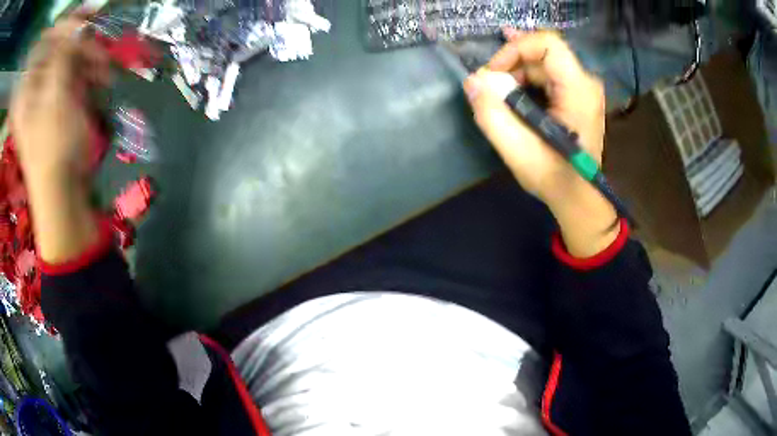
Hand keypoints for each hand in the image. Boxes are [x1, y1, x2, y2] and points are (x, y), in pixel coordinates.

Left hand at [10, 11, 108, 183]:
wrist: (61, 189)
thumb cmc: (52, 147)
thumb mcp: (55, 96)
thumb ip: (63, 56)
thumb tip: (78, 28)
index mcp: (28, 86)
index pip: (46, 42)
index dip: (64, 29)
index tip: (84, 25)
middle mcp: (36, 85)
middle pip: (58, 49)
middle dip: (80, 47)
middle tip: (99, 51)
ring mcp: (46, 93)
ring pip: (68, 61)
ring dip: (88, 61)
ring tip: (103, 72)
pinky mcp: (58, 102)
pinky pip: (73, 76)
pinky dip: (87, 75)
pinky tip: (99, 81)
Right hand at [464, 30, 618, 256]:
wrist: (578, 196)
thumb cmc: (553, 177)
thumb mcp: (517, 150)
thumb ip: (492, 114)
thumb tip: (473, 80)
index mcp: (578, 89)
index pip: (546, 43)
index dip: (514, 49)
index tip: (493, 73)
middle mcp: (585, 82)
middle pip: (542, 52)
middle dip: (510, 64)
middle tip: (489, 87)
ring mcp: (583, 89)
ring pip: (542, 63)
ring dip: (516, 74)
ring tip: (499, 95)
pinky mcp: (577, 96)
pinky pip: (548, 75)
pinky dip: (526, 81)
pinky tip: (512, 93)